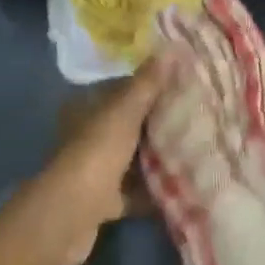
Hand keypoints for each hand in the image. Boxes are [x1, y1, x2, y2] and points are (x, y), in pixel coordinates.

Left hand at [32, 55, 174, 264]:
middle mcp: (87, 134)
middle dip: (157, 123)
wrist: (70, 216)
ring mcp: (93, 169)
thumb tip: (173, 49)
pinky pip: (132, 192)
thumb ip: (148, 83)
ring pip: (131, 158)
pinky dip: (151, 192)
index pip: (122, 89)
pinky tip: (179, 189)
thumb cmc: (97, 152)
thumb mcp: (125, 111)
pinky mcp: (101, 202)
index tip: (181, 84)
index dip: (150, 85)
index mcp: (88, 107)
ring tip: (193, 149)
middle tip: (194, 116)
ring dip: (155, 158)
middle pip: (128, 124)